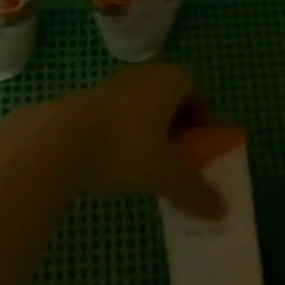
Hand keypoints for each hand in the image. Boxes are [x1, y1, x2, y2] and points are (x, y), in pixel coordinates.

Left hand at [54, 63, 225, 219]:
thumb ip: (196, 191)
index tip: (202, 152)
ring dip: (152, 132)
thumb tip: (223, 211)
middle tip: (180, 162)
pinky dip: (127, 135)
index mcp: (171, 79)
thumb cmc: (125, 147)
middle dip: (178, 129)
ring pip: (144, 107)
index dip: (203, 122)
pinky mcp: (90, 98)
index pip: (197, 93)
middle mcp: (146, 73)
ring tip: (150, 168)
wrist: (61, 139)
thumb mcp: (167, 175)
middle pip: (171, 99)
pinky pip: (121, 114)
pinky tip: (120, 164)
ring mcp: (116, 83)